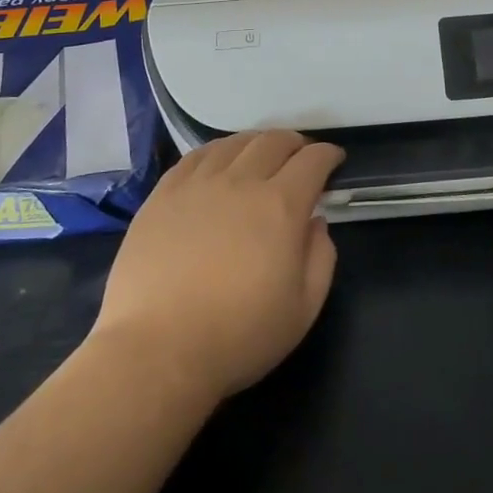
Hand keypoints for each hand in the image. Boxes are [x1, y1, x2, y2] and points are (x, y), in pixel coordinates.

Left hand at [90, 130, 343, 407]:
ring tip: (260, 155)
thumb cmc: (239, 336)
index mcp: (281, 206)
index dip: (328, 155)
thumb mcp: (304, 309)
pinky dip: (217, 151)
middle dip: (295, 143)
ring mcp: (197, 184)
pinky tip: (218, 162)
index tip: (334, 160)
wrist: (157, 350)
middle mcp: (241, 182)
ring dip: (256, 143)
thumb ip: (321, 258)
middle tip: (300, 157)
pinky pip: (195, 157)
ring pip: (234, 143)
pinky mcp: (163, 194)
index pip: (312, 161)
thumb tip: (315, 223)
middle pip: (273, 142)